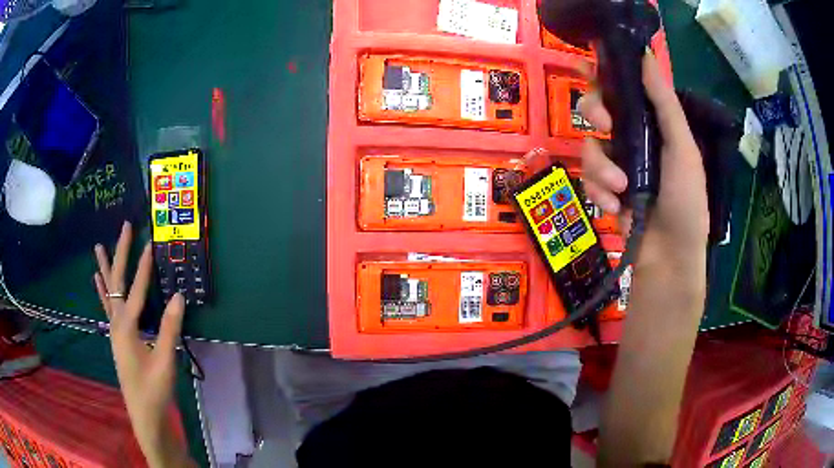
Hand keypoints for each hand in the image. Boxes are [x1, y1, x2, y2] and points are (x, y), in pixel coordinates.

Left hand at [93, 222, 190, 467]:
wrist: (144, 414)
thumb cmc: (154, 389)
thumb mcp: (165, 361)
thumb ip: (170, 328)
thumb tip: (179, 295)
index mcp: (127, 327)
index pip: (137, 289)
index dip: (144, 265)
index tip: (150, 241)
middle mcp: (117, 323)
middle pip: (116, 281)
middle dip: (120, 253)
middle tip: (125, 227)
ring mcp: (114, 330)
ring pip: (108, 292)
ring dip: (106, 267)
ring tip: (98, 246)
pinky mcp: (116, 338)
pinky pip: (106, 307)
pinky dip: (102, 290)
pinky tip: (97, 280)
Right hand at [578, 53, 708, 273]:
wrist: (670, 257)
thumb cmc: (686, 200)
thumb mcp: (682, 147)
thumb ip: (664, 102)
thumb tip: (644, 54)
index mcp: (652, 124)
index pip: (623, 88)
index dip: (602, 72)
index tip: (586, 63)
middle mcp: (631, 138)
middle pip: (595, 107)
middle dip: (593, 110)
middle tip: (603, 122)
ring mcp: (616, 165)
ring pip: (589, 146)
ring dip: (601, 166)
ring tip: (620, 189)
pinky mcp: (604, 190)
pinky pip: (588, 179)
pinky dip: (598, 191)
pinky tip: (614, 207)